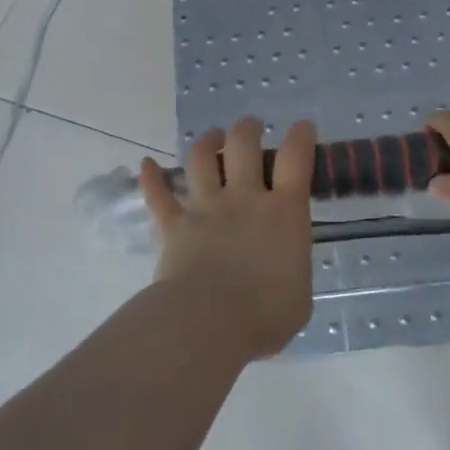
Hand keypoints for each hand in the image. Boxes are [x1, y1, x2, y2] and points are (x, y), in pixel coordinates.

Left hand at [141, 117, 316, 358]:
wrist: (209, 323)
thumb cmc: (265, 315)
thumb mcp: (299, 294)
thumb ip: (292, 269)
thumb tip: (284, 267)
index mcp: (284, 212)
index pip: (296, 160)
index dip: (301, 137)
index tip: (303, 126)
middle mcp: (244, 198)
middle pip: (243, 145)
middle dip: (248, 129)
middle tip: (251, 128)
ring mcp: (205, 208)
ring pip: (201, 159)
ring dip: (207, 142)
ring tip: (213, 138)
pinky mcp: (173, 226)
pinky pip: (158, 196)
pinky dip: (150, 179)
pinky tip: (146, 164)